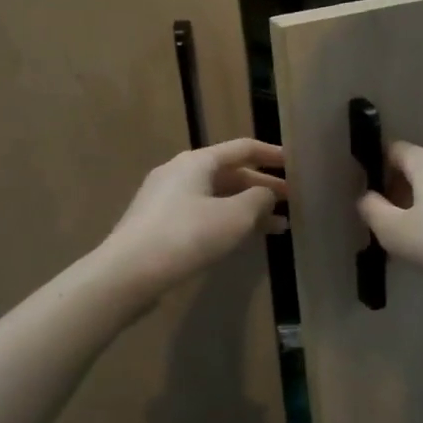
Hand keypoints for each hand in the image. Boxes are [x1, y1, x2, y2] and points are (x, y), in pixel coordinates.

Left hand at [91, 139, 287, 308]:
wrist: (127, 274)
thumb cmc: (187, 235)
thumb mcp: (235, 216)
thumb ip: (259, 199)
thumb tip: (266, 193)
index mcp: (197, 162)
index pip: (243, 148)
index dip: (272, 154)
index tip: (295, 164)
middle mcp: (179, 173)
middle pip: (230, 173)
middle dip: (263, 188)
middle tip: (291, 202)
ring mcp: (166, 200)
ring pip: (218, 197)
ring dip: (248, 209)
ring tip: (278, 227)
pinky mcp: (159, 224)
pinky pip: (204, 214)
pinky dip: (228, 221)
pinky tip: (244, 238)